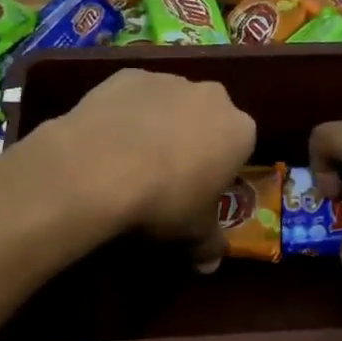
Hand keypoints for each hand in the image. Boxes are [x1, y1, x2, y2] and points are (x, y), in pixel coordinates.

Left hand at [49, 68, 254, 267]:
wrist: (101, 166)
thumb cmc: (165, 201)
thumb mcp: (193, 232)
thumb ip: (209, 244)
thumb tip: (210, 266)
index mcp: (239, 130)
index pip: (239, 147)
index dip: (220, 169)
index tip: (199, 190)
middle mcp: (212, 96)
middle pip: (207, 118)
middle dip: (193, 139)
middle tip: (167, 174)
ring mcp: (169, 80)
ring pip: (171, 103)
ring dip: (160, 123)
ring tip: (131, 158)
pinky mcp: (128, 74)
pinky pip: (134, 96)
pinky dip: (127, 113)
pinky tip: (108, 140)